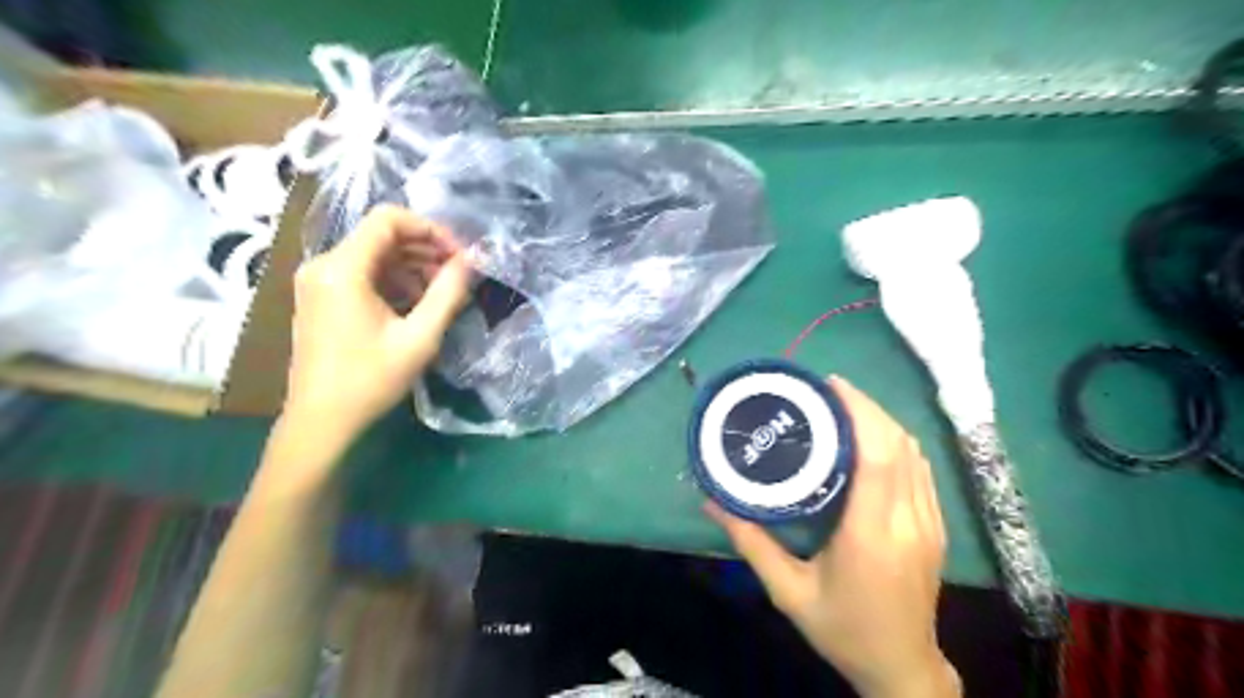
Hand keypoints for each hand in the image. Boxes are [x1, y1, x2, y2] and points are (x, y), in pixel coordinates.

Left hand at [284, 204, 472, 438]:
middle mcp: (323, 264)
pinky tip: (417, 303)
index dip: (430, 229)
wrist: (320, 420)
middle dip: (425, 249)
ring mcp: (318, 280)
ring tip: (443, 292)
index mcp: (342, 268)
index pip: (388, 219)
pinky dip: (394, 280)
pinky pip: (363, 273)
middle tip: (458, 274)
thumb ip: (448, 294)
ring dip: (412, 266)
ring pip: (374, 254)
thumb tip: (469, 262)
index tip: (459, 255)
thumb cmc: (370, 380)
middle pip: (381, 235)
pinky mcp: (320, 297)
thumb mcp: (419, 338)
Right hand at [704, 377, 955, 697]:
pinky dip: (897, 442)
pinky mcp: (936, 527)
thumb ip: (750, 542)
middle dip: (867, 407)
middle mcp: (908, 522)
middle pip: (898, 445)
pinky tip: (871, 437)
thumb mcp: (788, 592)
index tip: (830, 386)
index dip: (859, 412)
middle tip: (828, 391)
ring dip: (882, 421)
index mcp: (871, 535)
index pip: (877, 457)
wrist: (901, 668)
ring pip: (915, 453)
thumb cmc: (841, 630)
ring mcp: (929, 523)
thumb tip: (712, 501)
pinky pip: (921, 469)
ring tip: (845, 407)